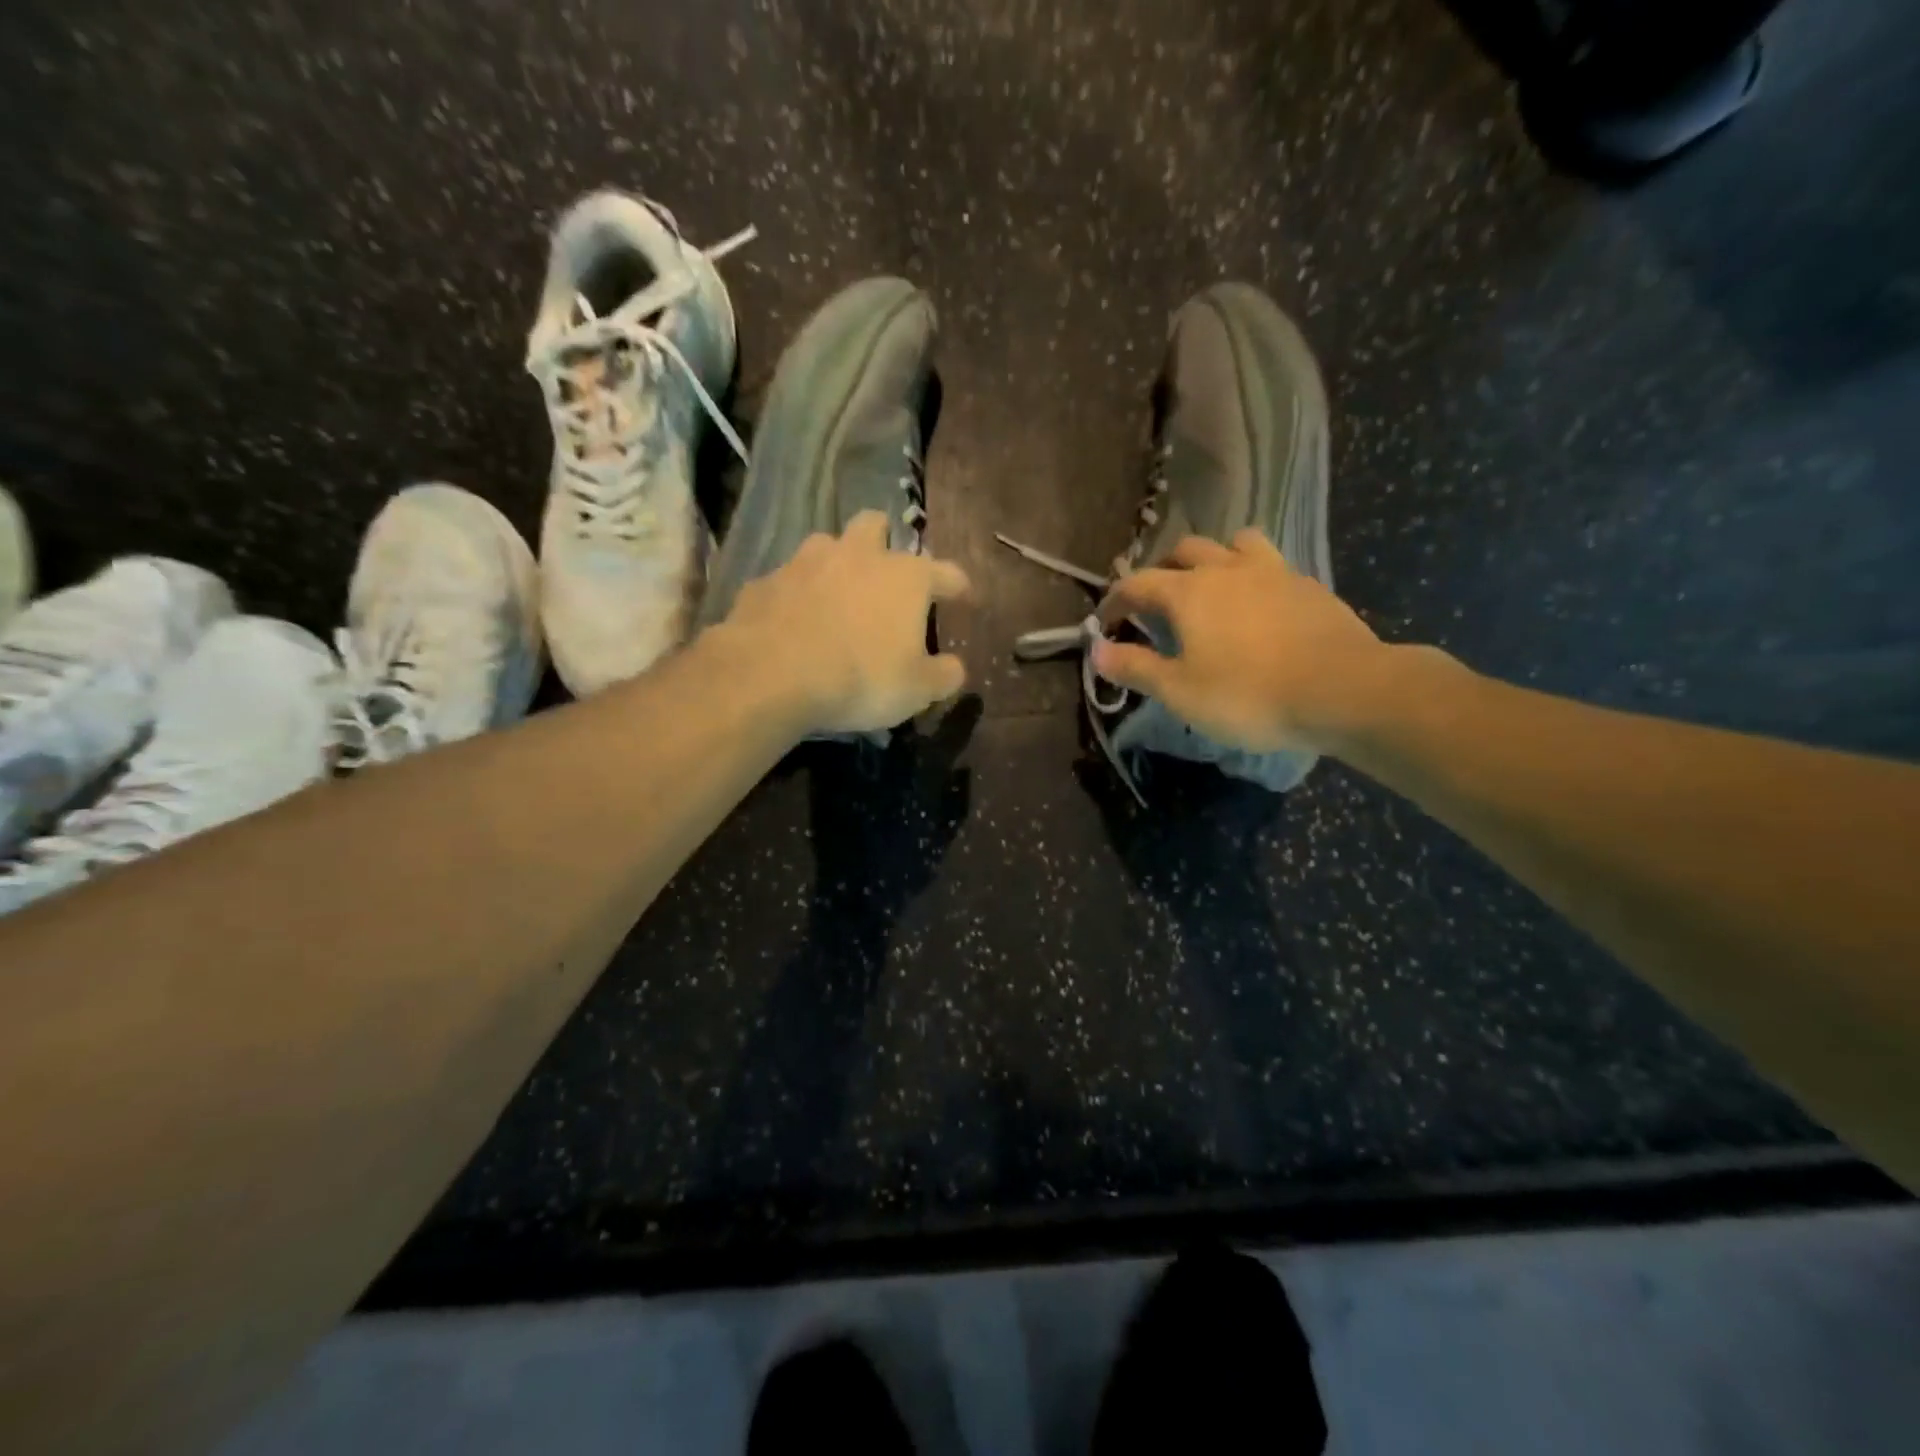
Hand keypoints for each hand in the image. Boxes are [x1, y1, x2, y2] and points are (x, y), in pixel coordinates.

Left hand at [720, 510, 971, 734]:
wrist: (773, 675)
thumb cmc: (861, 678)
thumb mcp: (917, 690)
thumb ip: (943, 675)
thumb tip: (955, 668)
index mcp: (905, 577)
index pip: (945, 572)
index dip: (957, 585)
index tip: (962, 595)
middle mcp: (858, 556)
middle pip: (875, 525)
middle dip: (884, 541)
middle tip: (885, 571)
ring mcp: (806, 563)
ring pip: (826, 545)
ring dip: (835, 563)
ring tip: (836, 595)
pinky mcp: (766, 582)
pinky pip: (787, 581)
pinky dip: (795, 596)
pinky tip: (793, 622)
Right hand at [1091, 529, 1390, 755]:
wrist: (1343, 689)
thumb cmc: (1249, 694)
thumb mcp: (1180, 691)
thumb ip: (1135, 667)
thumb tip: (1096, 651)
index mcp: (1189, 592)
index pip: (1137, 584)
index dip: (1116, 600)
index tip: (1107, 621)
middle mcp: (1227, 569)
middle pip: (1184, 551)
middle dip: (1163, 571)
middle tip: (1157, 601)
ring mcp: (1273, 571)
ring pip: (1234, 544)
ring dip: (1214, 558)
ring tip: (1212, 585)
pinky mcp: (1308, 585)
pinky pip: (1271, 565)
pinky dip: (1253, 576)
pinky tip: (1259, 604)